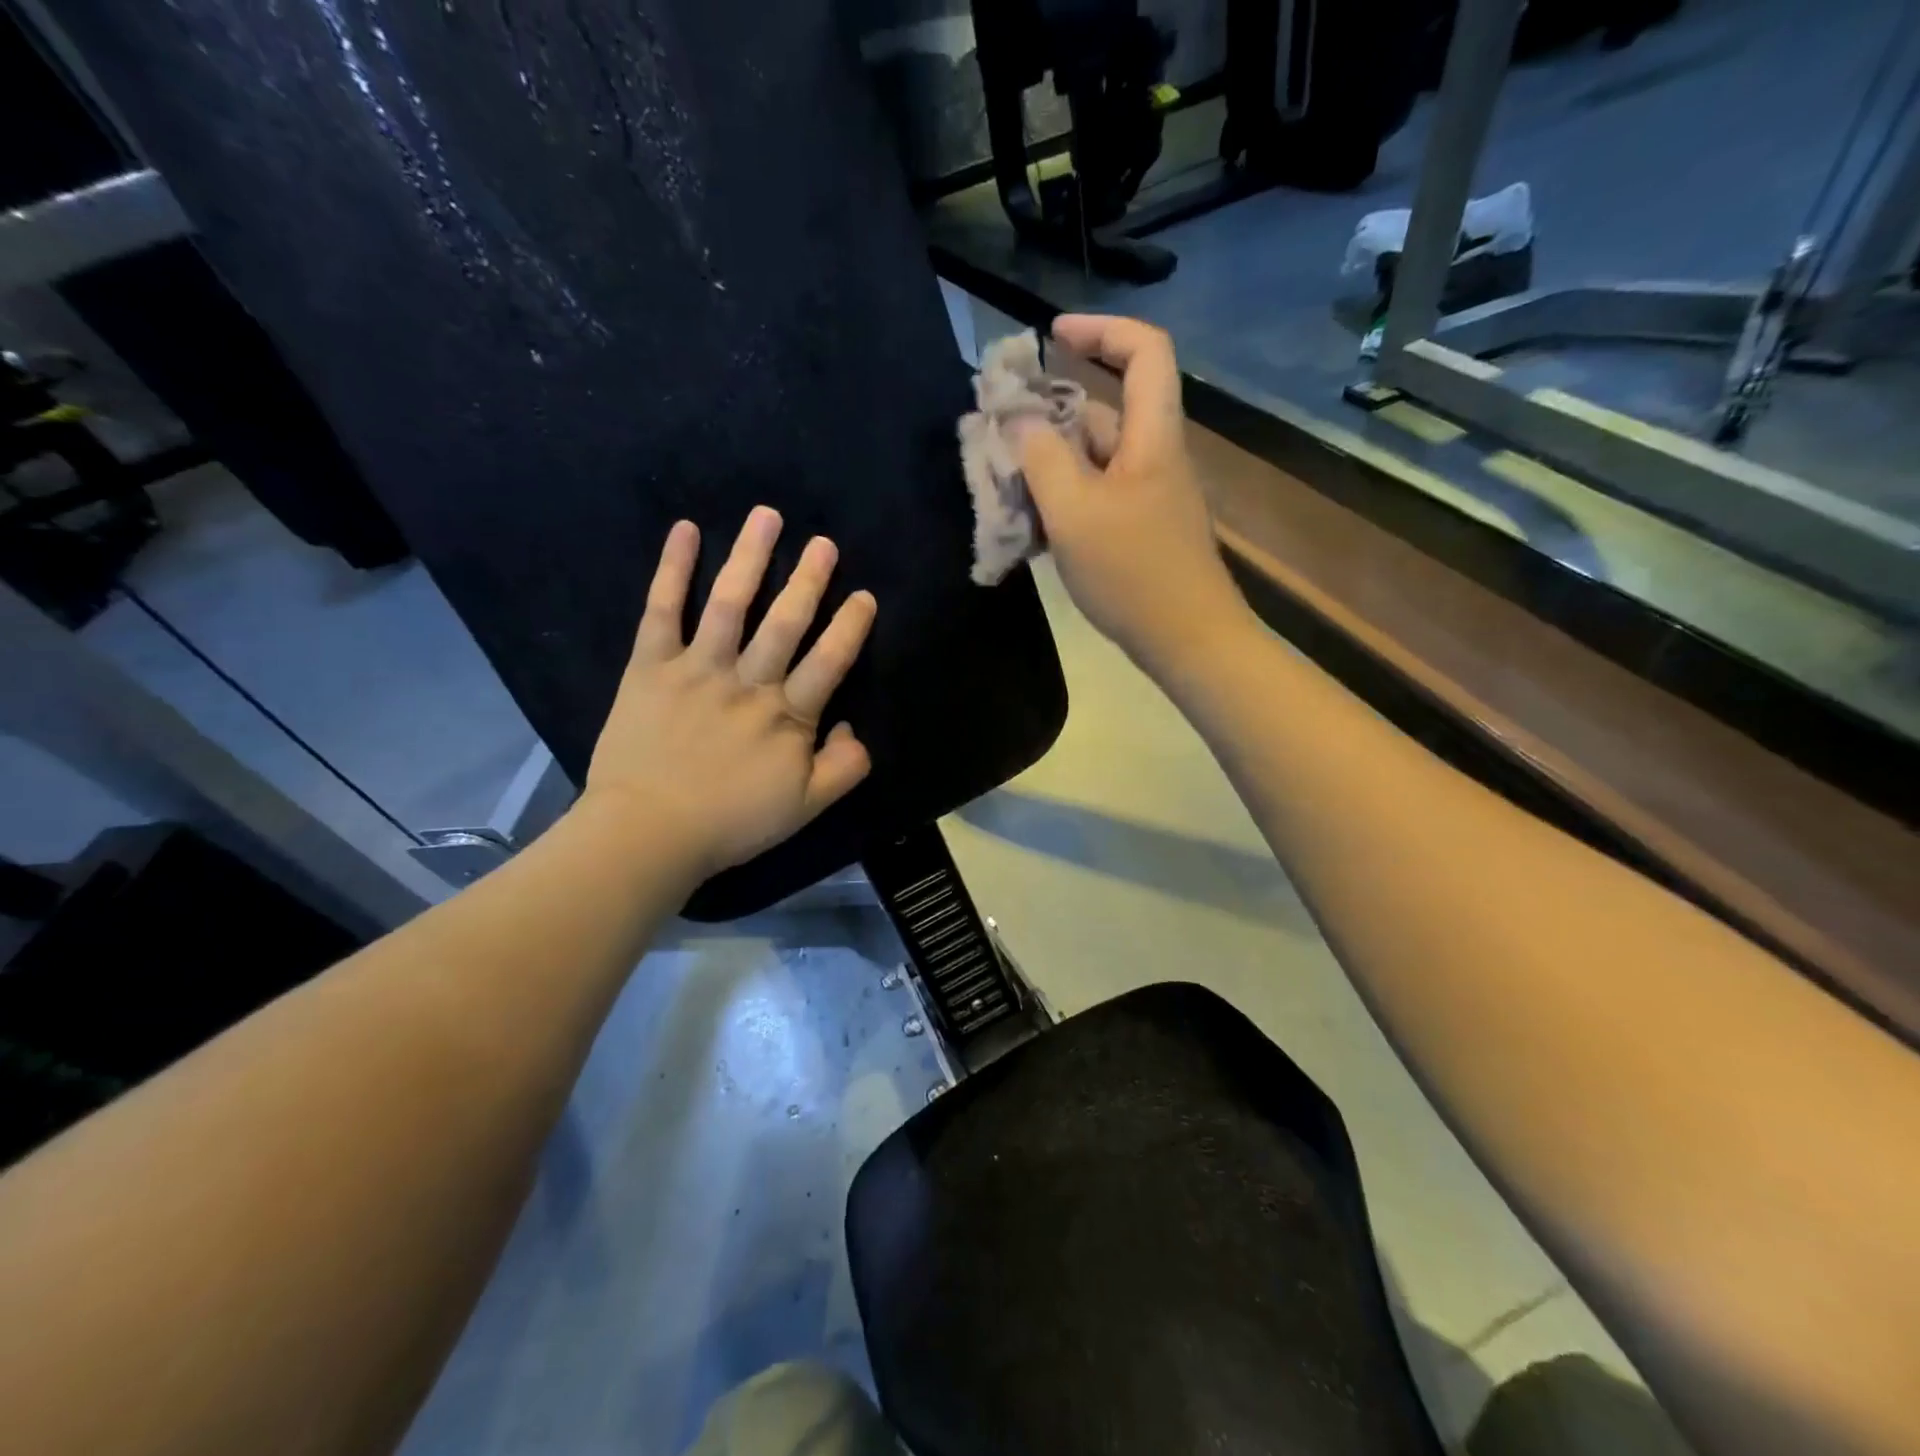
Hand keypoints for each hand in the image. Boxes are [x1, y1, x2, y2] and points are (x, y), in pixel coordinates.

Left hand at [584, 507, 876, 879]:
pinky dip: (672, 569)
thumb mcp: (807, 808)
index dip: (850, 627)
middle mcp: (748, 682)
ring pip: (730, 604)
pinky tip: (685, 531)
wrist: (648, 833)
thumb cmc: (732, 822)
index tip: (865, 596)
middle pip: (785, 622)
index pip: (829, 661)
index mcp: (788, 716)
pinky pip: (662, 611)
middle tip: (824, 543)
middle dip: (809, 579)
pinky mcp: (651, 667)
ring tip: (767, 517)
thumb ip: (845, 768)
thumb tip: (853, 727)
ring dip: (750, 557)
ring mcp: (698, 669)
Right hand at [1018, 315, 1251, 676]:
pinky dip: (1061, 500)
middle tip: (997, 436)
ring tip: (1002, 486)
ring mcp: (1146, 497)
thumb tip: (1019, 420)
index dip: (1100, 329)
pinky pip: (1093, 497)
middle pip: (1102, 410)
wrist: (1187, 640)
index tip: (1050, 335)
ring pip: (1091, 460)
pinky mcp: (1138, 530)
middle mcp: (1152, 456)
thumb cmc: (1133, 572)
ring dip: (1047, 465)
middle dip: (1047, 415)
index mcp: (1151, 436)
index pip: (1144, 350)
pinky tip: (1029, 525)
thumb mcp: (1074, 511)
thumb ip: (1041, 458)